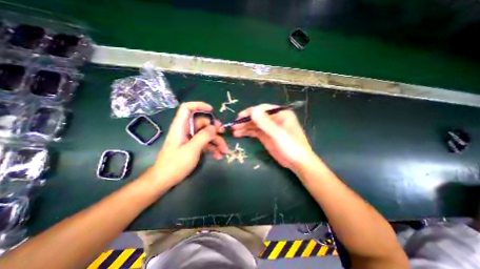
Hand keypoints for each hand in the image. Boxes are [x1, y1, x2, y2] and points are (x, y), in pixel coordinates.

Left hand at [142, 102, 227, 189]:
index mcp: (181, 127)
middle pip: (202, 123)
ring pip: (206, 134)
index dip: (199, 106)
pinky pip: (205, 143)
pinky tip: (218, 156)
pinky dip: (213, 148)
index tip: (212, 110)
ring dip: (216, 141)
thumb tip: (214, 127)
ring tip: (224, 151)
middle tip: (223, 134)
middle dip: (214, 129)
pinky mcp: (193, 146)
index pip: (187, 108)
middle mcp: (186, 130)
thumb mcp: (191, 149)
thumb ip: (203, 136)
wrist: (164, 180)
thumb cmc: (175, 164)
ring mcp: (190, 139)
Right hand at [232, 104, 315, 173]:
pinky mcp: (265, 136)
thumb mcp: (278, 134)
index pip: (262, 109)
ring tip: (234, 131)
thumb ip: (265, 122)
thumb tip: (253, 110)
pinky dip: (247, 132)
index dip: (250, 112)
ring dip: (244, 127)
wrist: (297, 163)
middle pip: (257, 117)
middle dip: (245, 121)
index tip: (239, 118)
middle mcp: (274, 119)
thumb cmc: (291, 146)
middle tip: (234, 125)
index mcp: (280, 114)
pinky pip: (254, 132)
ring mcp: (269, 128)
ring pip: (254, 124)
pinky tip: (239, 134)